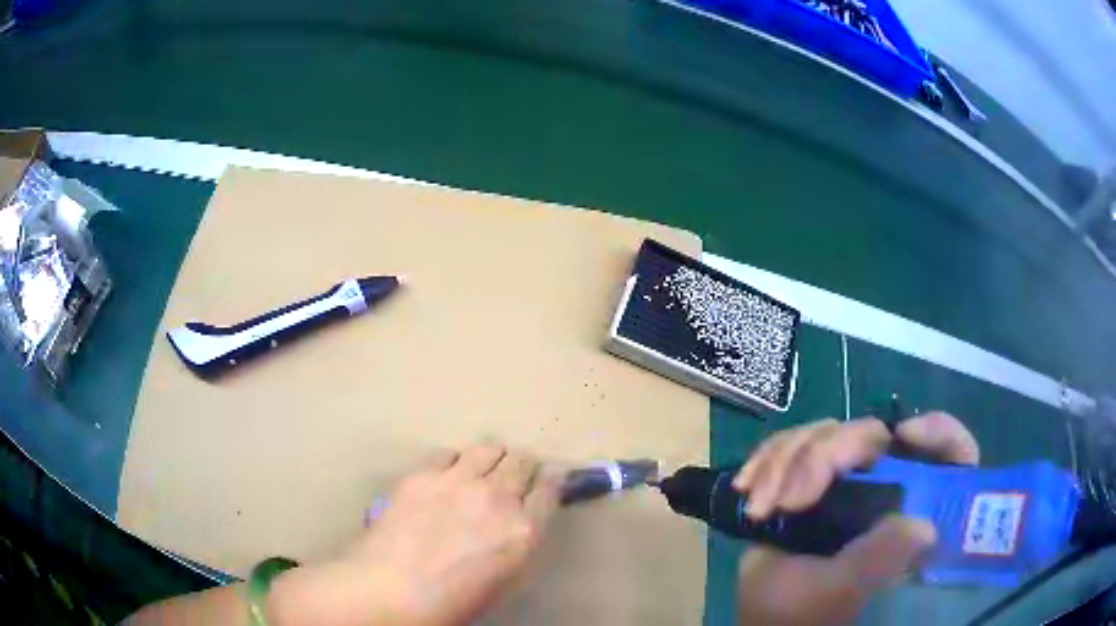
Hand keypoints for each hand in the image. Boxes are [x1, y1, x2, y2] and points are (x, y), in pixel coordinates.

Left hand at [269, 443, 561, 625]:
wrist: (389, 591)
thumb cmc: (452, 602)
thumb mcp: (504, 581)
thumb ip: (519, 543)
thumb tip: (521, 520)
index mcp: (523, 531)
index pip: (550, 488)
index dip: (551, 481)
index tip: (547, 480)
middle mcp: (497, 498)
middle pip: (521, 462)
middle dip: (522, 467)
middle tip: (513, 478)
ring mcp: (458, 481)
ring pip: (488, 449)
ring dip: (492, 458)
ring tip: (483, 470)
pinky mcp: (423, 474)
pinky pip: (449, 453)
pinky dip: (455, 462)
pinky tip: (447, 476)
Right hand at [732, 412, 978, 625]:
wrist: (761, 619)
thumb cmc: (805, 615)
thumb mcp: (844, 590)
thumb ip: (882, 556)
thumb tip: (923, 524)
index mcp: (907, 515)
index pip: (949, 456)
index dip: (938, 432)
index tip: (904, 434)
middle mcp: (884, 490)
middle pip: (873, 434)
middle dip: (826, 453)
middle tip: (791, 500)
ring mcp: (846, 483)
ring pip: (828, 431)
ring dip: (785, 459)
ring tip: (760, 505)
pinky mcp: (810, 480)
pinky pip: (792, 442)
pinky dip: (768, 456)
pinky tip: (747, 484)